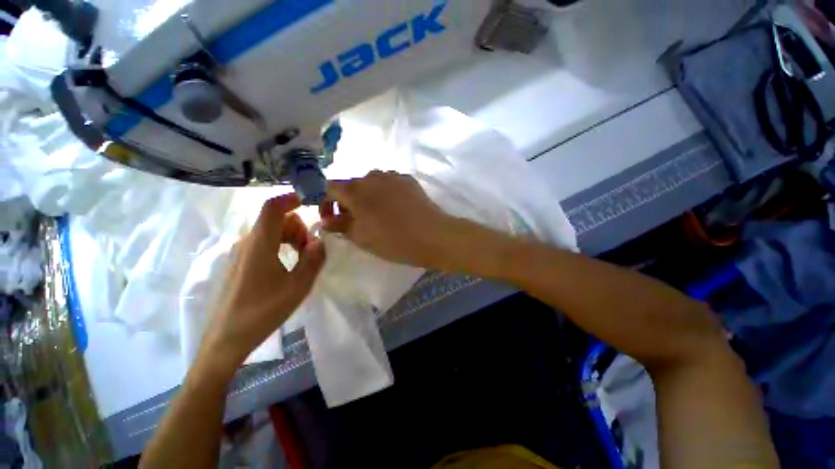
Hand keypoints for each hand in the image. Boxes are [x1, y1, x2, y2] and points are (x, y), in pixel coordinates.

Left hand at [202, 195, 325, 372]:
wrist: (227, 338)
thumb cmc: (263, 311)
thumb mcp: (298, 287)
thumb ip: (313, 260)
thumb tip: (320, 241)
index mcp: (260, 245)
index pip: (272, 208)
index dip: (291, 198)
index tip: (312, 201)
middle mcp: (248, 243)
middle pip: (275, 218)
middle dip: (298, 226)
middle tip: (310, 248)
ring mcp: (242, 253)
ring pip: (271, 230)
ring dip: (291, 236)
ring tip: (302, 258)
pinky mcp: (242, 263)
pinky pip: (265, 242)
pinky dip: (282, 244)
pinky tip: (289, 263)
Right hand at [319, 171, 454, 266]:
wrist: (433, 235)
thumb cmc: (393, 240)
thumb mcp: (361, 238)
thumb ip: (340, 226)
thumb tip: (326, 221)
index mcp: (356, 189)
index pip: (330, 188)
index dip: (326, 203)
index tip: (331, 219)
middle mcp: (372, 176)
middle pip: (351, 185)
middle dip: (347, 202)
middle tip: (354, 221)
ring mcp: (393, 176)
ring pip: (371, 184)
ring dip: (367, 197)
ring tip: (376, 216)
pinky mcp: (408, 180)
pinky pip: (389, 184)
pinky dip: (384, 194)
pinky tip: (393, 209)